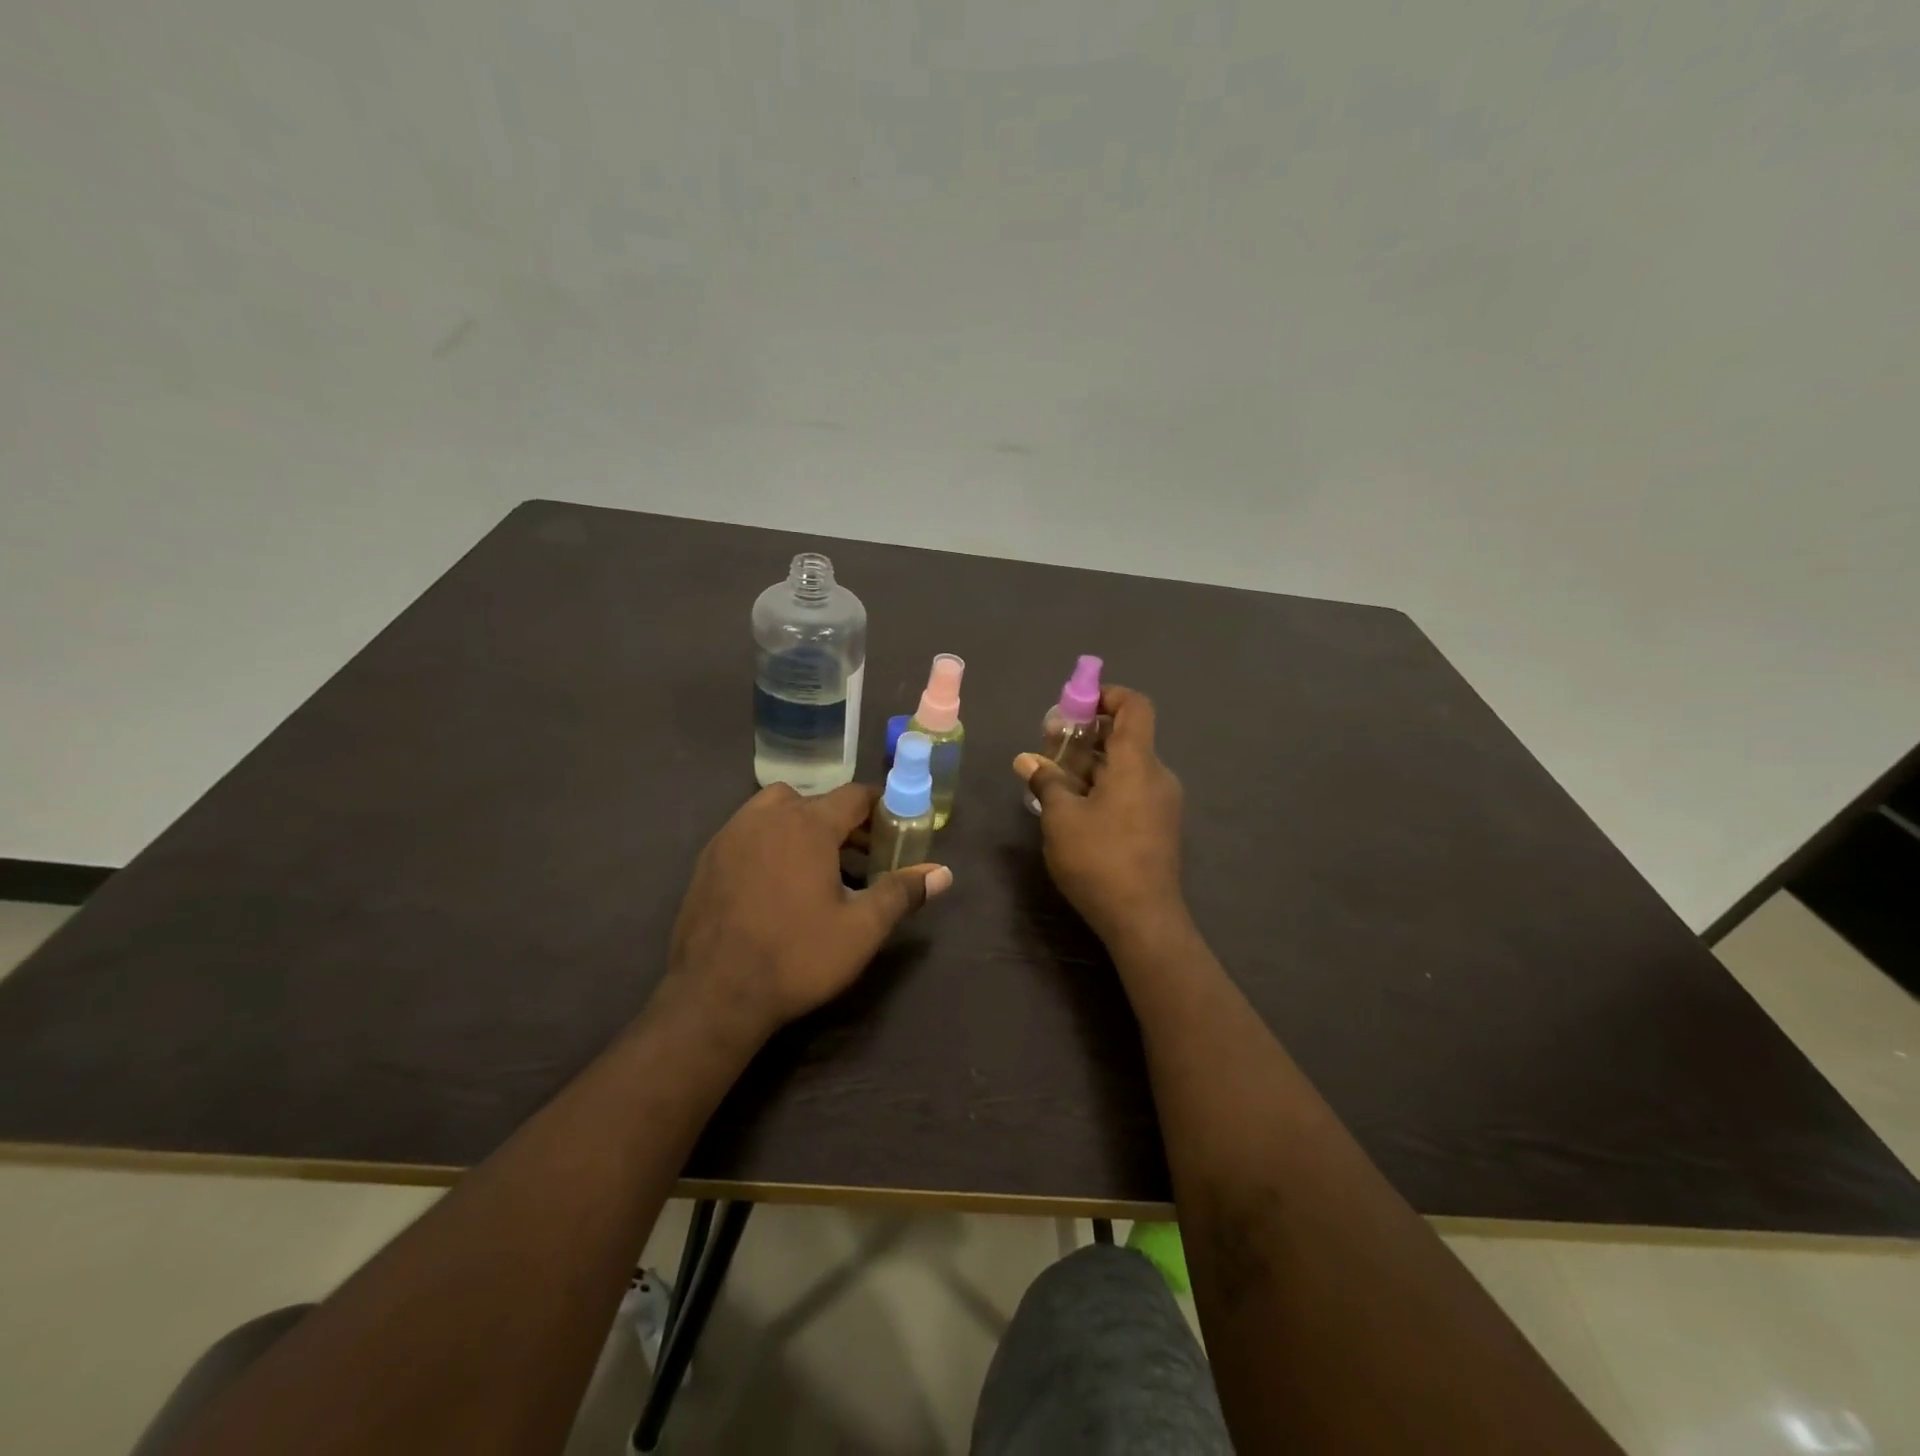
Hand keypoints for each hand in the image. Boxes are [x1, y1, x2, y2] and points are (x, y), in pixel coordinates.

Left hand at [663, 783, 951, 1045]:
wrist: (714, 995)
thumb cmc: (796, 957)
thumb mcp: (861, 929)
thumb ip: (902, 893)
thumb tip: (943, 873)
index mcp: (808, 824)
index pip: (855, 796)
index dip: (880, 809)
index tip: (895, 832)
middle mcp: (767, 817)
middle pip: (816, 801)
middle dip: (844, 823)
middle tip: (863, 857)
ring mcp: (731, 835)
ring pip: (777, 812)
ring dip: (803, 827)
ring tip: (819, 868)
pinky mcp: (708, 859)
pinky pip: (749, 833)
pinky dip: (770, 843)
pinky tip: (777, 884)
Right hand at [1015, 685, 1185, 947]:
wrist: (1143, 919)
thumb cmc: (1099, 859)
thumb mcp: (1061, 817)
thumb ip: (1046, 781)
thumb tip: (1026, 760)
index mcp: (1137, 763)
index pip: (1135, 706)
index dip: (1107, 695)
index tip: (1075, 705)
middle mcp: (1156, 775)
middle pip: (1124, 738)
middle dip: (1085, 735)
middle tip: (1048, 743)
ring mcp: (1161, 803)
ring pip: (1124, 768)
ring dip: (1090, 765)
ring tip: (1051, 777)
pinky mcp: (1158, 826)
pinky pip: (1130, 791)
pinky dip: (1102, 787)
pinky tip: (1072, 806)